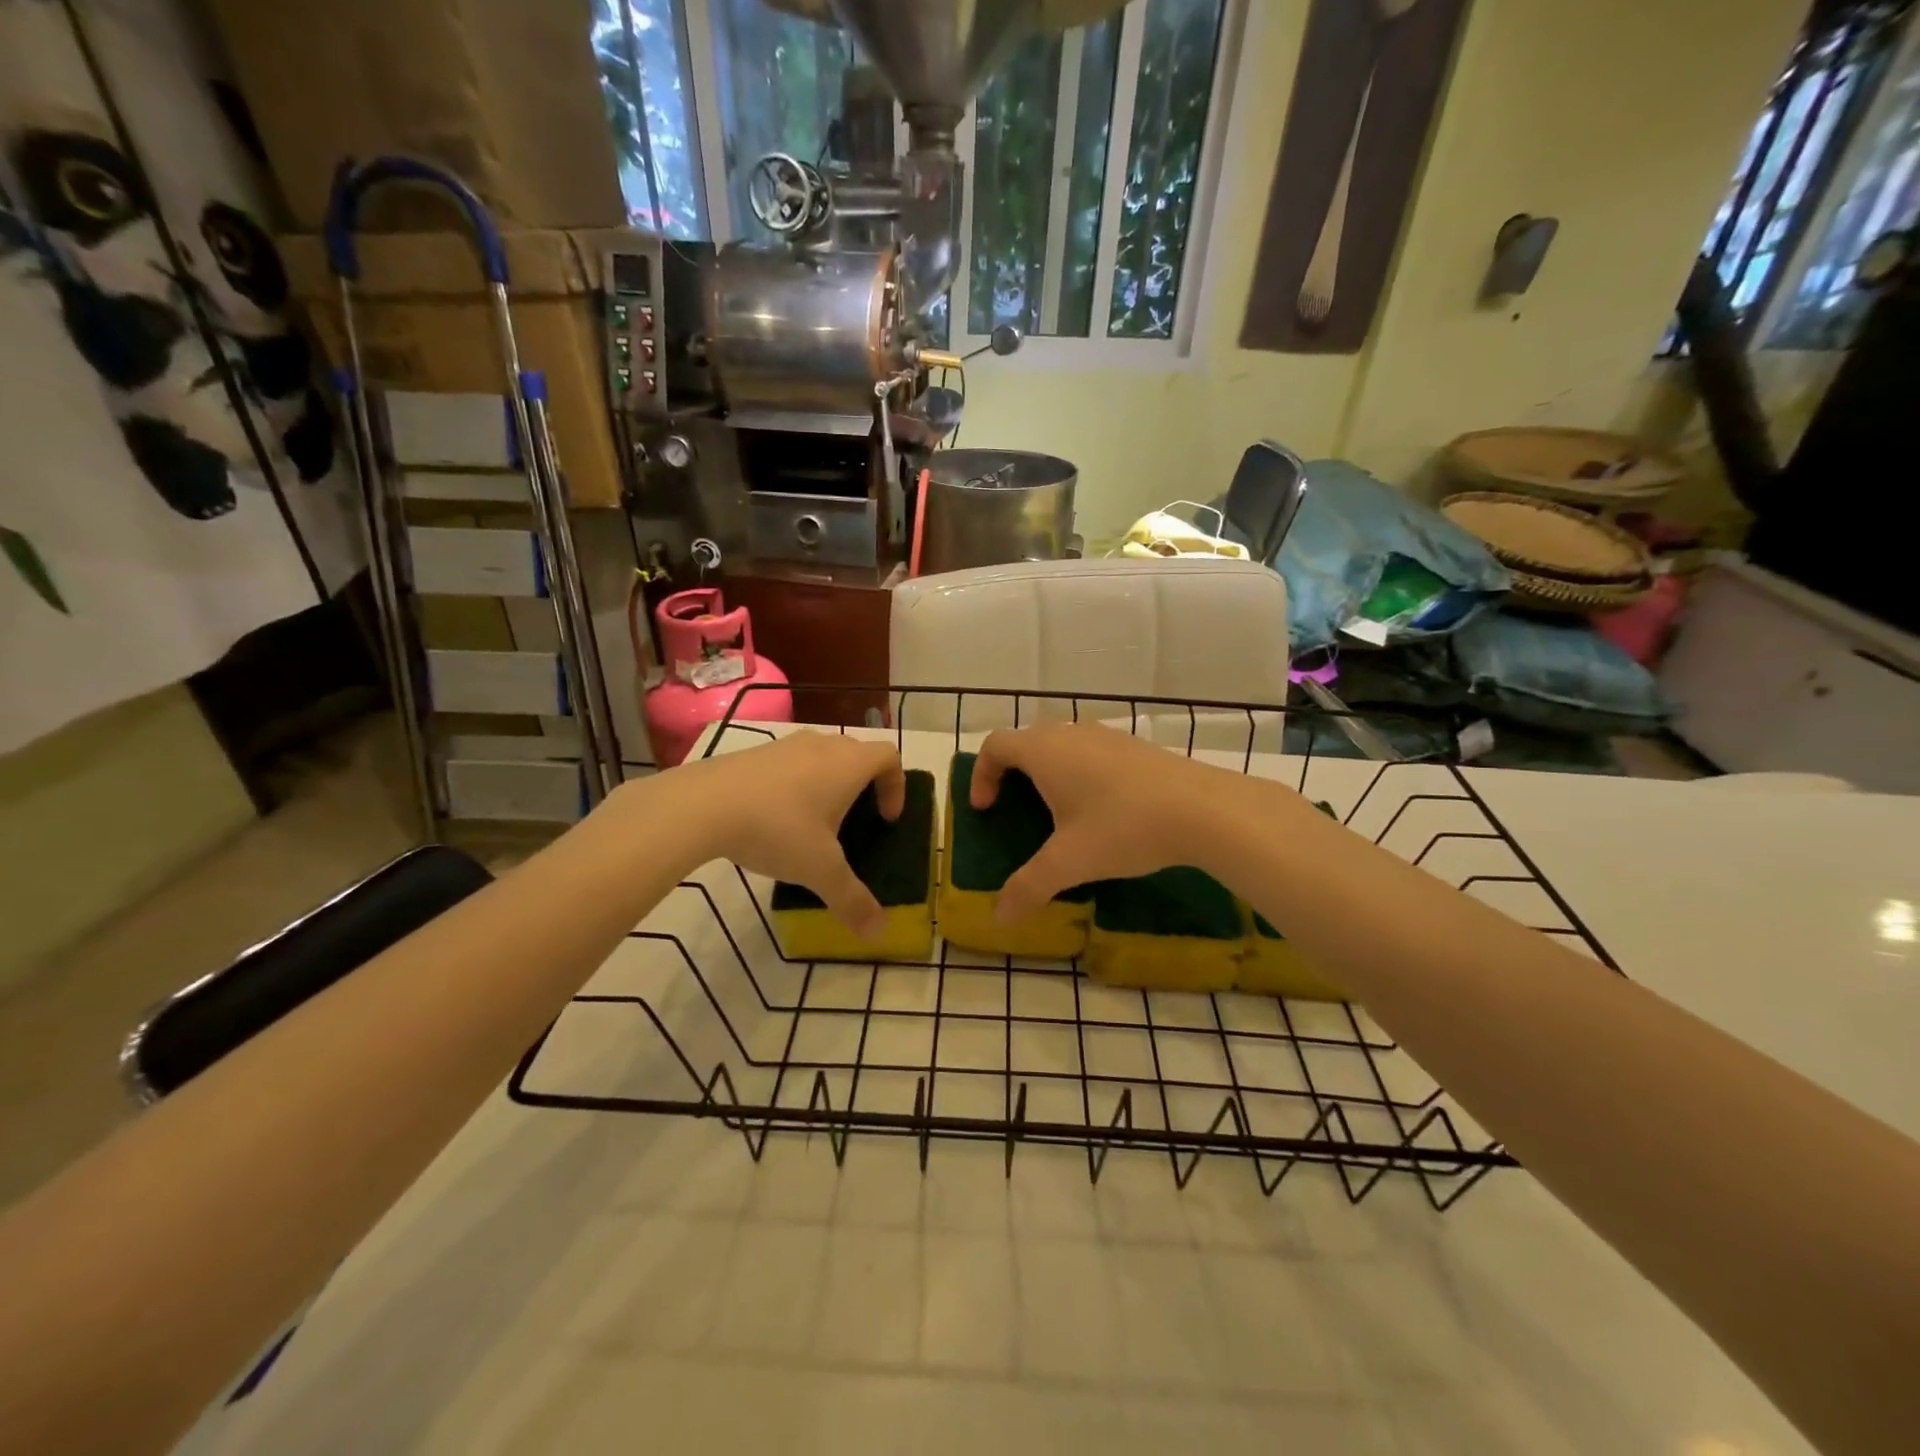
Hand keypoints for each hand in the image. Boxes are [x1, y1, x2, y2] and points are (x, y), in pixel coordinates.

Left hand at [667, 732, 904, 935]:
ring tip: (813, 823)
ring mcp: (784, 745)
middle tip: (854, 821)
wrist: (702, 804)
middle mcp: (822, 746)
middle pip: (856, 754)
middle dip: (863, 785)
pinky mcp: (753, 753)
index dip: (896, 785)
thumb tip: (879, 932)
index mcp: (849, 764)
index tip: (886, 818)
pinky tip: (774, 820)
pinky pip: (788, 764)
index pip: (888, 757)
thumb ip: (852, 899)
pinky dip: (794, 785)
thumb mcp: (819, 870)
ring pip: (820, 757)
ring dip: (827, 783)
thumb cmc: (777, 828)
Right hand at [970, 723, 1224, 921]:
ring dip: (1049, 773)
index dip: (981, 774)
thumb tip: (1000, 917)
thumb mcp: (1070, 862)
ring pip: (1062, 745)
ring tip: (1058, 813)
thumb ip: (1029, 887)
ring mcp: (1107, 736)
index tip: (986, 809)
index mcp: (1044, 751)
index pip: (995, 745)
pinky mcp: (1136, 747)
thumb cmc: (1122, 826)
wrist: (1203, 809)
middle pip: (1027, 741)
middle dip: (1012, 773)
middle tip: (1015, 810)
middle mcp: (1071, 733)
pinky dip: (1080, 774)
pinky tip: (1102, 811)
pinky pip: (1092, 753)